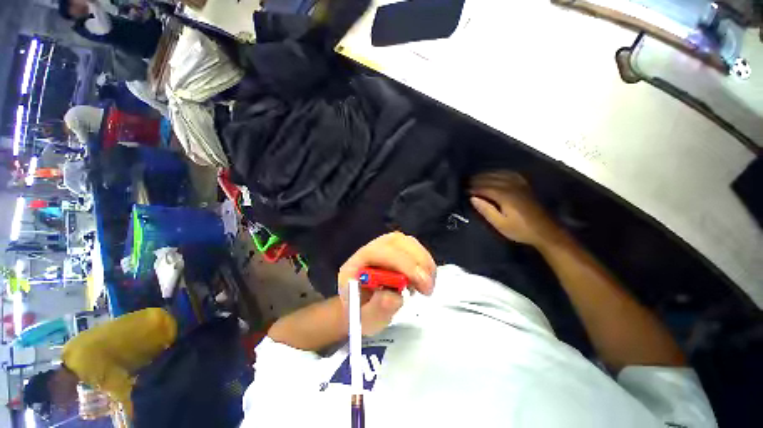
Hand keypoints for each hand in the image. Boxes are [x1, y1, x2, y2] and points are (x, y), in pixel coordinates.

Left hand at [338, 232, 435, 335]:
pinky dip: (424, 262)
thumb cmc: (362, 312)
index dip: (403, 264)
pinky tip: (422, 281)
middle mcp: (371, 249)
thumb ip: (377, 309)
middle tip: (427, 289)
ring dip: (424, 262)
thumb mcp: (366, 319)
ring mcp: (385, 246)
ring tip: (425, 287)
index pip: (380, 252)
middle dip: (417, 261)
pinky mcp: (397, 249)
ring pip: (409, 242)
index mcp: (357, 263)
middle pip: (397, 241)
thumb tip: (393, 297)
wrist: (361, 304)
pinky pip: (414, 248)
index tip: (422, 284)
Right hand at [469, 171, 562, 246]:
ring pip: (500, 174)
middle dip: (478, 179)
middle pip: (491, 179)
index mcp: (505, 196)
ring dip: (487, 175)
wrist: (545, 231)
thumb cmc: (520, 230)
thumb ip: (486, 210)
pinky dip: (500, 172)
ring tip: (477, 177)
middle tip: (467, 182)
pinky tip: (496, 174)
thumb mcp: (500, 224)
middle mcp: (512, 186)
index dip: (473, 188)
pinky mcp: (525, 186)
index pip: (484, 188)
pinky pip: (510, 174)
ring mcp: (520, 185)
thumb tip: (472, 198)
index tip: (464, 189)